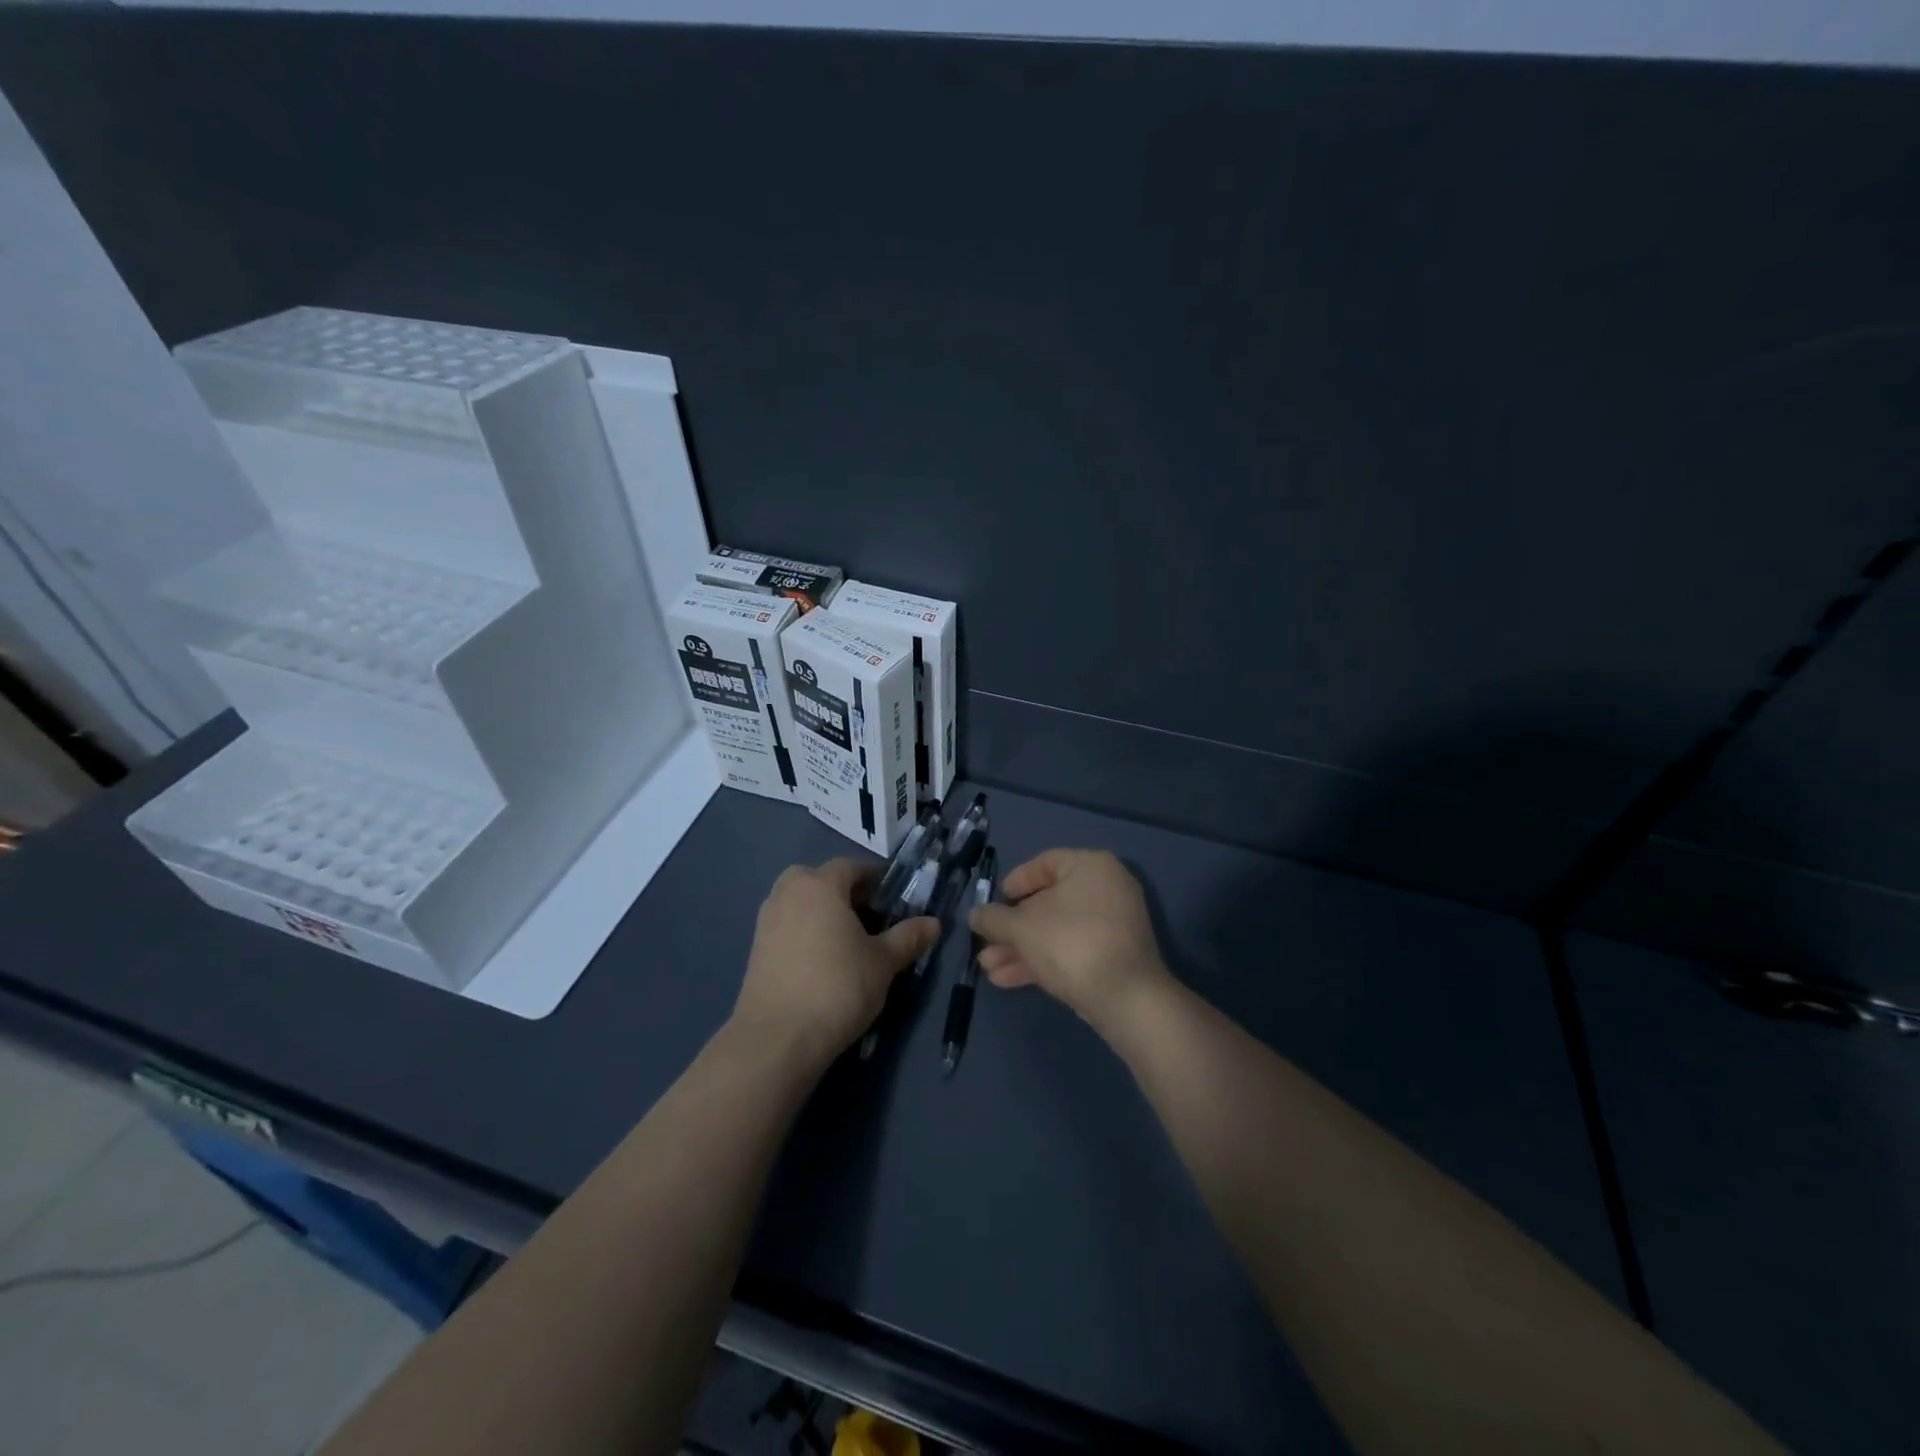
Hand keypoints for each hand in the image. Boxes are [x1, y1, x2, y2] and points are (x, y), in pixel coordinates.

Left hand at [733, 858, 938, 1070]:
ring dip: (822, 913)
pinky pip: (788, 927)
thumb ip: (907, 937)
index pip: (851, 867)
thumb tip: (934, 923)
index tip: (894, 897)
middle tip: (869, 918)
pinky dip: (805, 934)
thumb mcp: (883, 962)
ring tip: (847, 942)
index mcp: (820, 885)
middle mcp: (788, 893)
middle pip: (819, 880)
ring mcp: (767, 921)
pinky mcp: (756, 949)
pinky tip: (822, 962)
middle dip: (844, 893)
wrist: (777, 1038)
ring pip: (801, 903)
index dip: (875, 879)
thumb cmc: (838, 987)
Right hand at [968, 848, 1170, 1027]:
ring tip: (989, 969)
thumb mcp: (1021, 928)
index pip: (1044, 863)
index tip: (995, 903)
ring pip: (1057, 930)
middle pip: (1048, 902)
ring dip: (1021, 948)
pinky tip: (1009, 979)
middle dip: (1012, 928)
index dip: (1015, 882)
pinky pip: (1072, 949)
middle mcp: (1107, 888)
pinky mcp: (1115, 956)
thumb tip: (975, 914)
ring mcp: (1114, 924)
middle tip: (986, 944)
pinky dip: (1043, 960)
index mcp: (1090, 866)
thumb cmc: (1070, 943)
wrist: (1126, 999)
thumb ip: (993, 918)